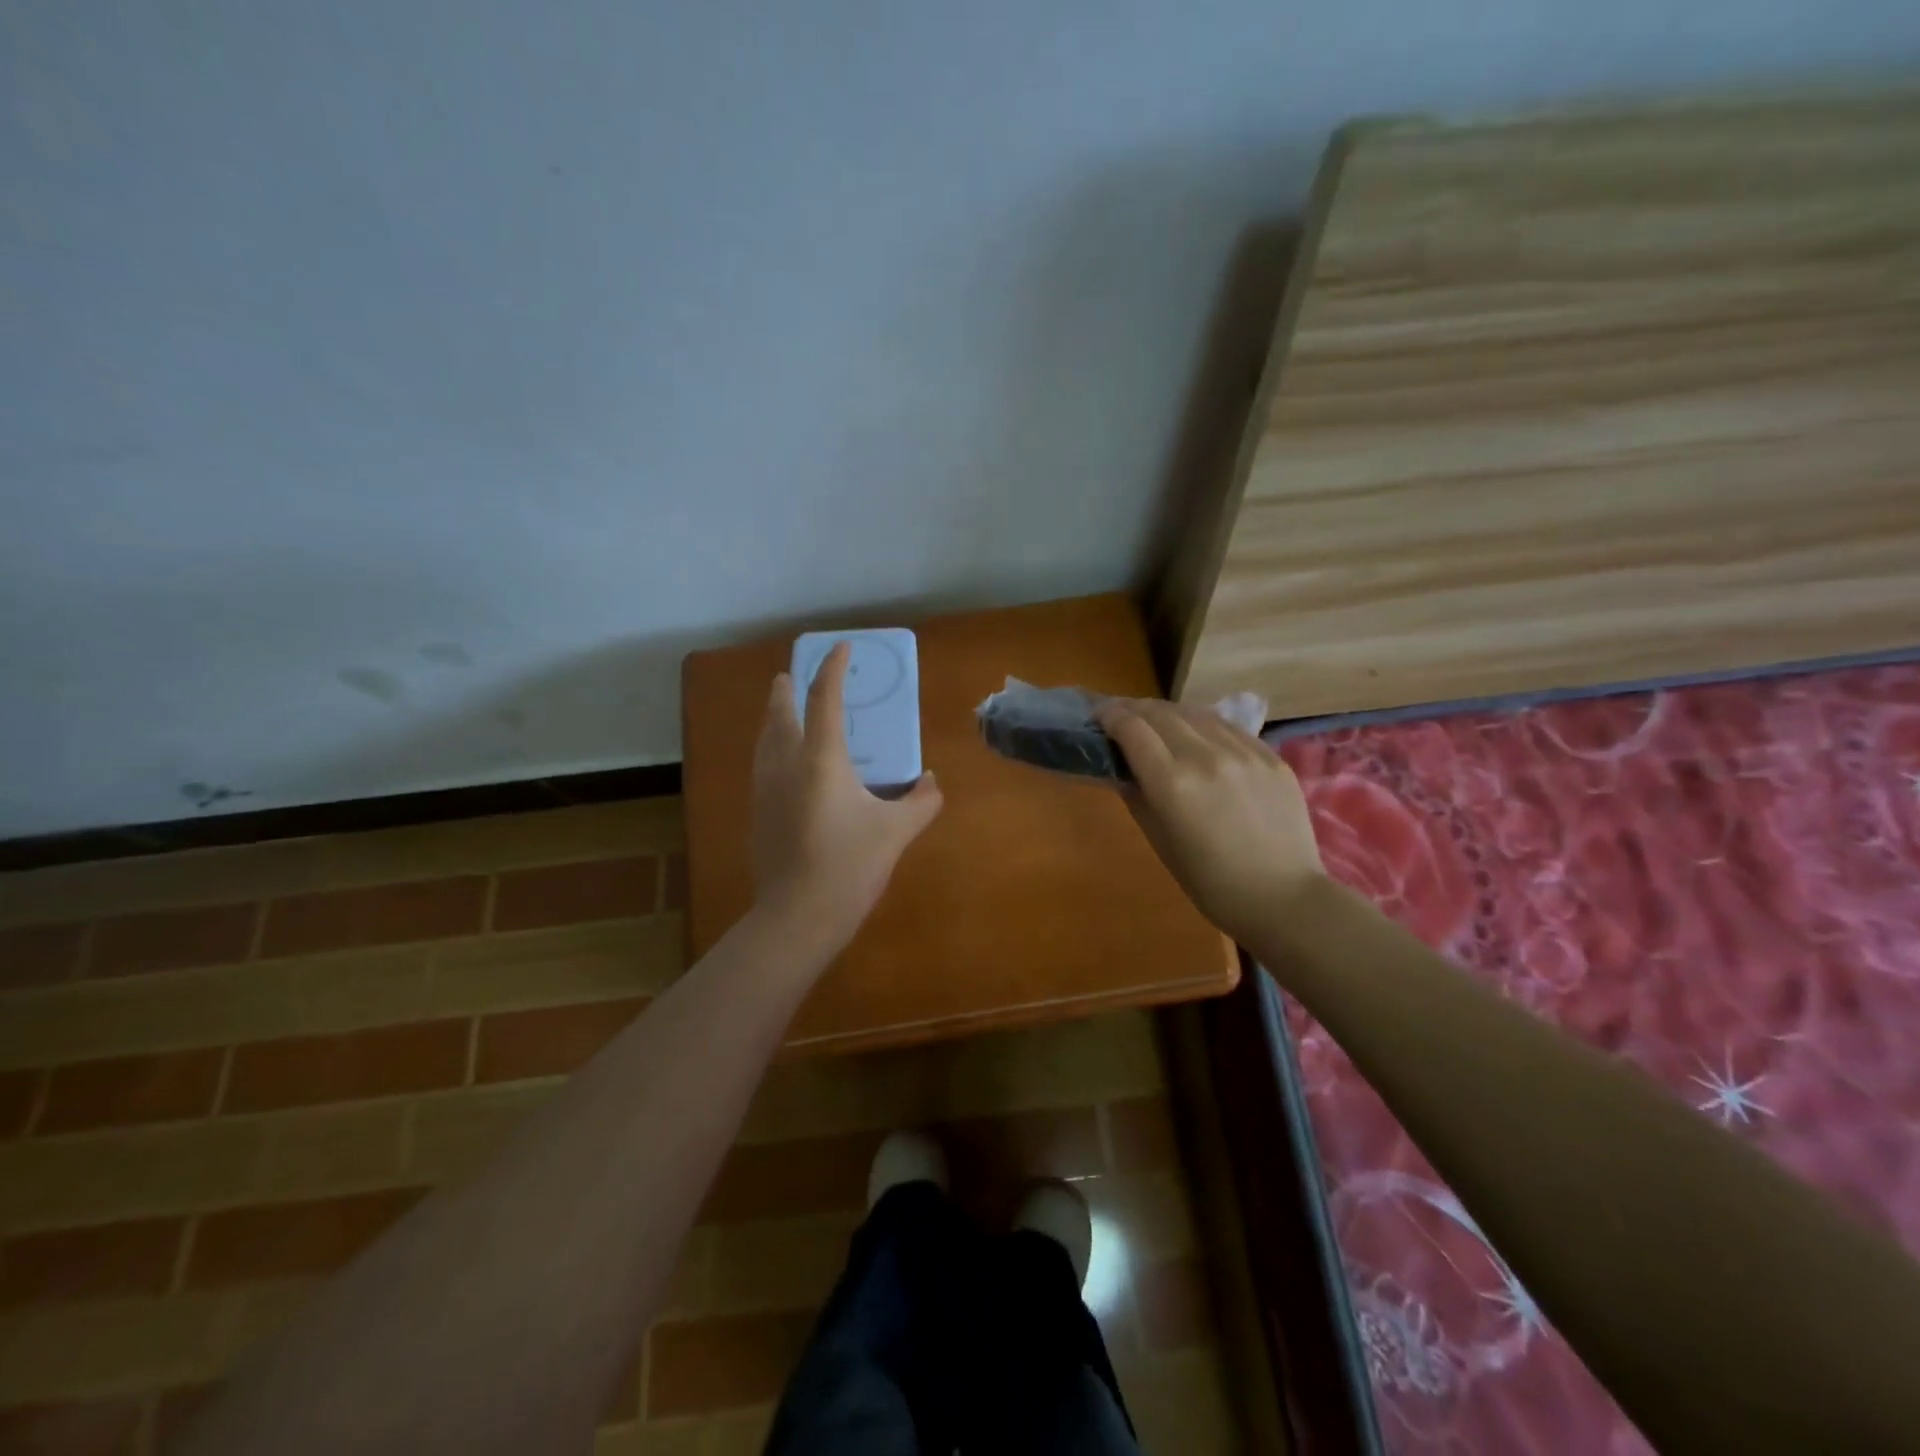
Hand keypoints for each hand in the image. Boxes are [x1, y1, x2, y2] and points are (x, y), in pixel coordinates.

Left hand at [750, 642, 943, 955]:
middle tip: (790, 676)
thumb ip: (921, 801)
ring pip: (764, 740)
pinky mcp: (758, 814)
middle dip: (786, 690)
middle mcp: (786, 765)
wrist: (798, 915)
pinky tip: (781, 764)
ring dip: (773, 718)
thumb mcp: (897, 832)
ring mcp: (766, 790)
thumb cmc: (850, 866)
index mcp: (821, 759)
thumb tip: (933, 781)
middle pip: (780, 714)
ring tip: (780, 711)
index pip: (823, 699)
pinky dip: (770, 749)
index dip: (833, 669)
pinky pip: (762, 766)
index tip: (841, 648)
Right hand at [1096, 698, 1322, 946]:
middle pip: (1160, 713)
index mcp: (1172, 783)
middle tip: (1121, 717)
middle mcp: (1205, 756)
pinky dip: (1203, 723)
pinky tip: (1197, 733)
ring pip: (1195, 712)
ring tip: (1156, 720)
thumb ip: (1136, 795)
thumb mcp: (1159, 840)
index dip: (1109, 716)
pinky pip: (1228, 726)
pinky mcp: (1270, 755)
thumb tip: (1120, 766)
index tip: (1098, 717)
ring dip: (1168, 712)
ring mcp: (1243, 751)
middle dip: (1134, 709)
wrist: (1283, 898)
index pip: (1132, 728)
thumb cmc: (1210, 882)